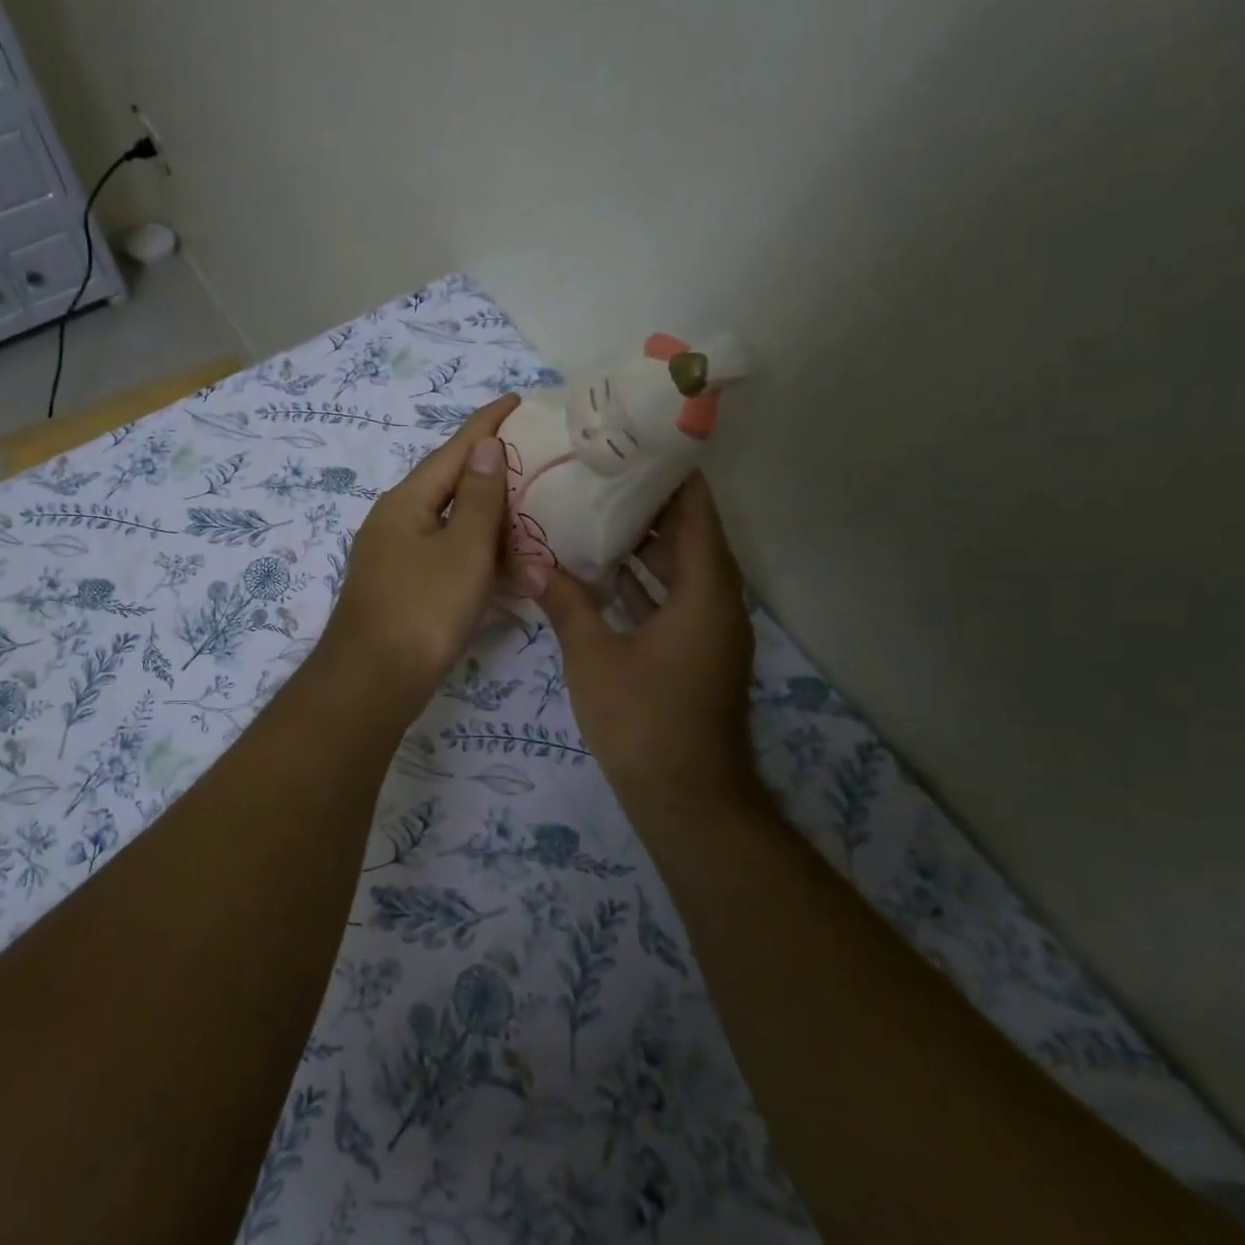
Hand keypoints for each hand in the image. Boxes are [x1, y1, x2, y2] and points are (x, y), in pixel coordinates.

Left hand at [321, 394, 522, 706]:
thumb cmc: (422, 609)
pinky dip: (476, 556)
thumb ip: (479, 497)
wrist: (373, 682)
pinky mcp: (401, 588)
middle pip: (449, 485)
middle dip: (490, 472)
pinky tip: (502, 564)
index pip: (453, 450)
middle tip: (534, 459)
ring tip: (528, 511)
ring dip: (488, 520)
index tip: (516, 398)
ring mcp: (394, 557)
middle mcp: (394, 521)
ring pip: (449, 525)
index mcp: (406, 502)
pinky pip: (446, 557)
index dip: (486, 424)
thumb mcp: (463, 549)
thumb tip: (484, 446)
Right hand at [534, 472, 754, 794]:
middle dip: (646, 502)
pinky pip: (670, 599)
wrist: (688, 801)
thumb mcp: (593, 656)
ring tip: (591, 509)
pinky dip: (640, 582)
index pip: (696, 510)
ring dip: (641, 543)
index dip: (671, 473)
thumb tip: (529, 561)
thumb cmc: (644, 721)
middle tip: (597, 472)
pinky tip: (598, 571)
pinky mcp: (693, 653)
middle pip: (688, 534)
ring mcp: (706, 630)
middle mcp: (715, 601)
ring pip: (677, 569)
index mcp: (704, 590)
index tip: (633, 444)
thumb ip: (564, 602)